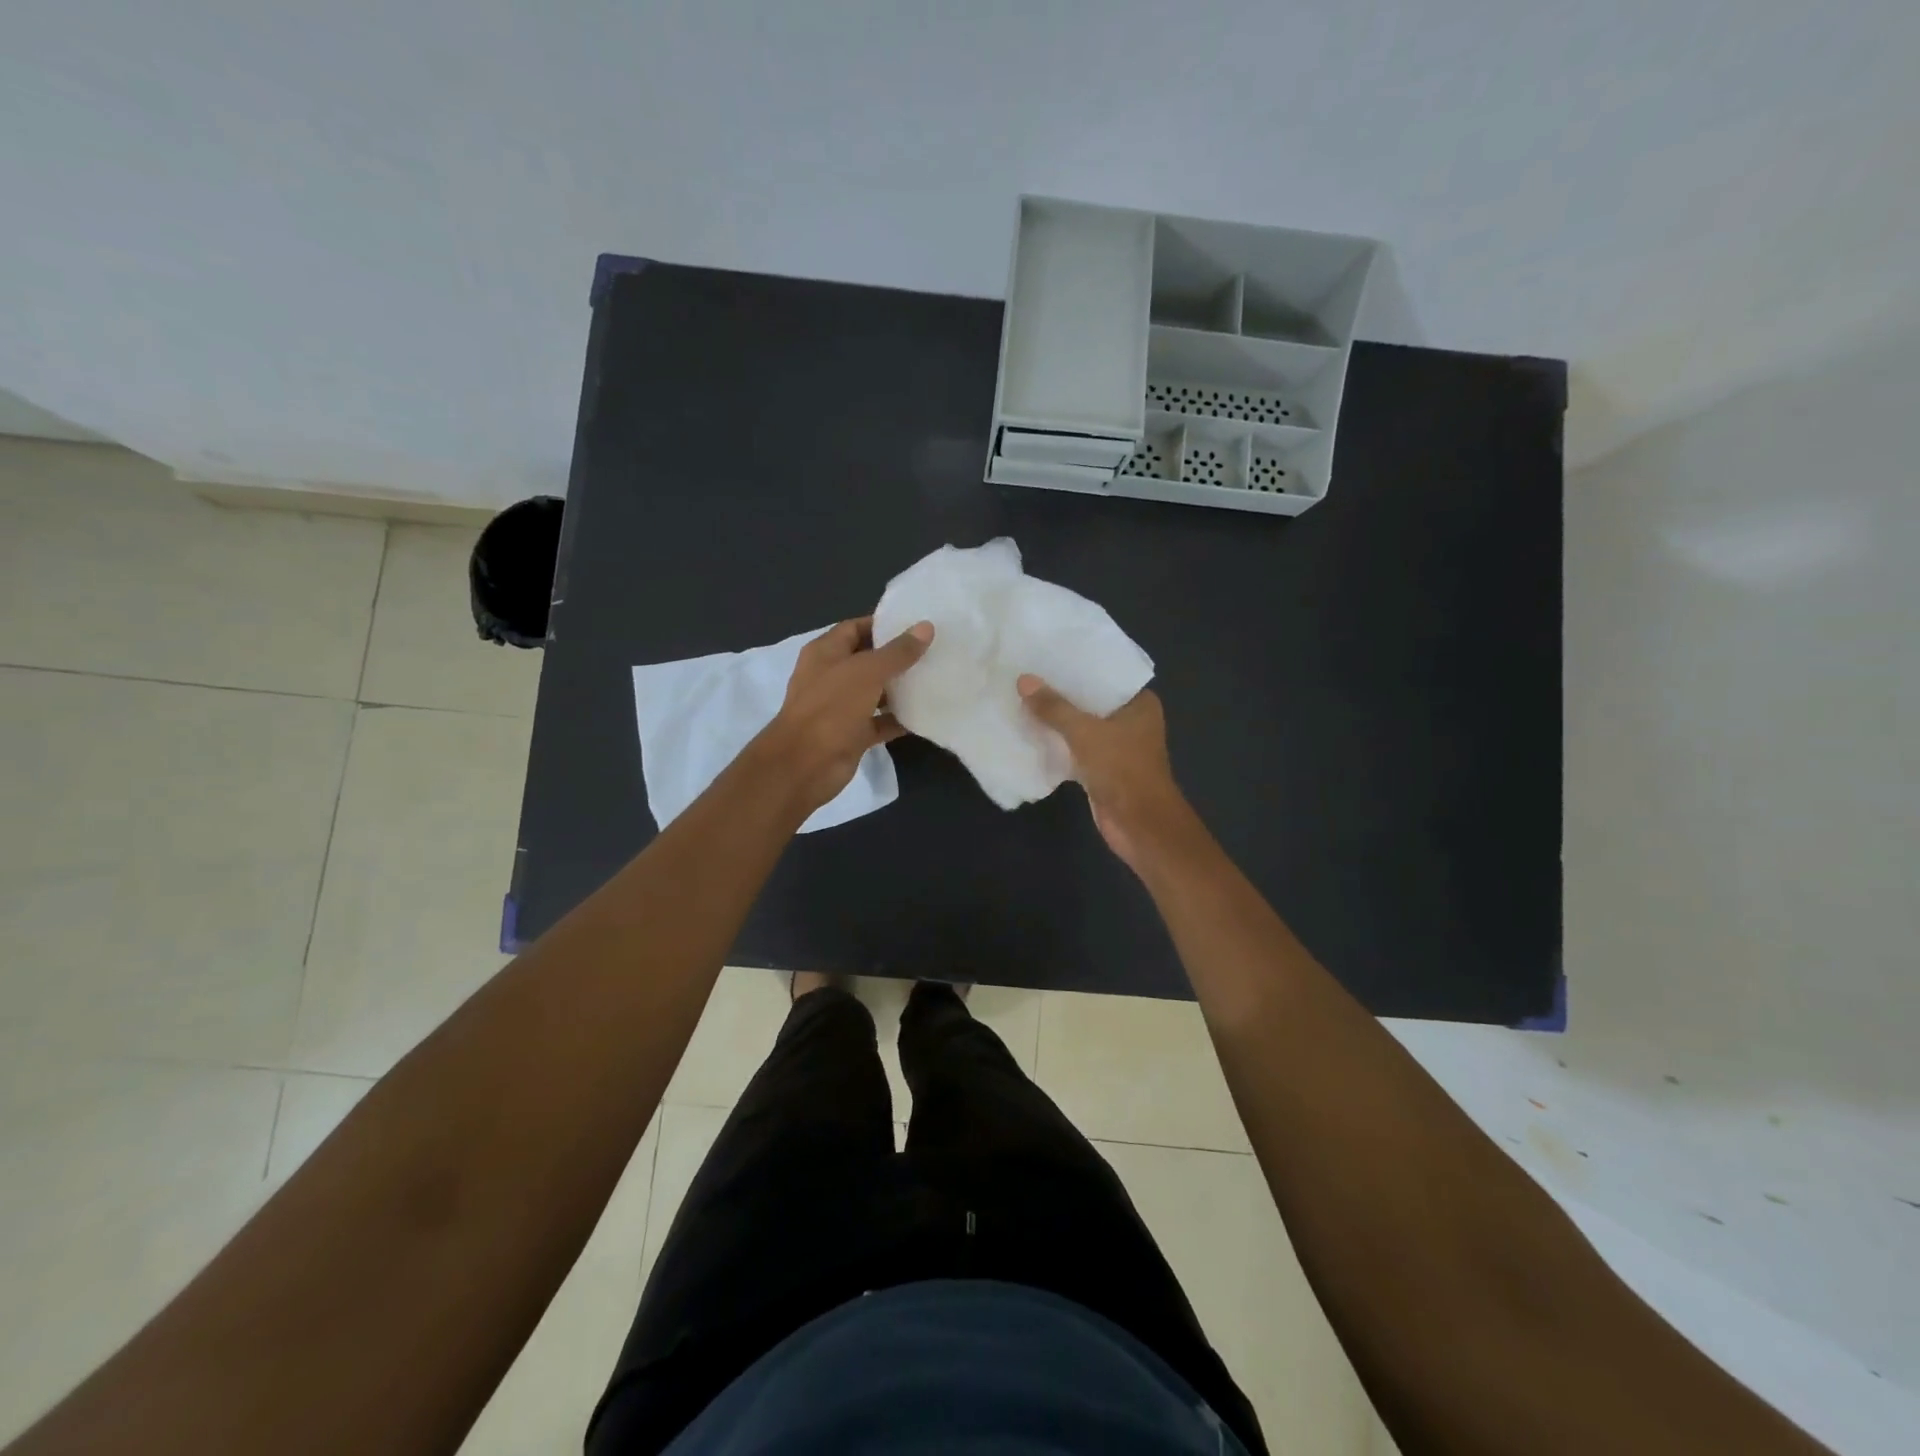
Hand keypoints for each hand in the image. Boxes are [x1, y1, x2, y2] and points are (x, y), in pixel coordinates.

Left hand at [762, 616, 933, 815]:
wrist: (805, 765)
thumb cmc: (831, 707)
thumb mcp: (867, 672)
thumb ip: (898, 652)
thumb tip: (926, 627)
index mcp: (826, 653)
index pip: (855, 628)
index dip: (882, 624)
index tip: (916, 624)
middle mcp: (831, 677)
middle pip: (867, 660)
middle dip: (897, 656)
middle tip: (933, 650)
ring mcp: (840, 707)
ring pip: (875, 692)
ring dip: (900, 688)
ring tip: (934, 678)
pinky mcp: (851, 735)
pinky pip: (879, 722)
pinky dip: (898, 719)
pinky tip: (926, 713)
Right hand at [1018, 676, 1192, 872]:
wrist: (1139, 824)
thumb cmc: (1122, 769)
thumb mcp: (1085, 732)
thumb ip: (1054, 707)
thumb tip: (1024, 680)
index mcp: (1139, 703)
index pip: (1106, 675)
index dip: (1078, 665)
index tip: (1047, 652)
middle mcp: (1130, 720)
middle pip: (1090, 700)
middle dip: (1061, 692)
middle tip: (1026, 672)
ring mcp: (1116, 746)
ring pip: (1081, 726)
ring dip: (1056, 719)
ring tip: (1022, 697)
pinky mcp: (1102, 768)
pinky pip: (1075, 748)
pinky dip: (1056, 743)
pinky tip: (1029, 732)